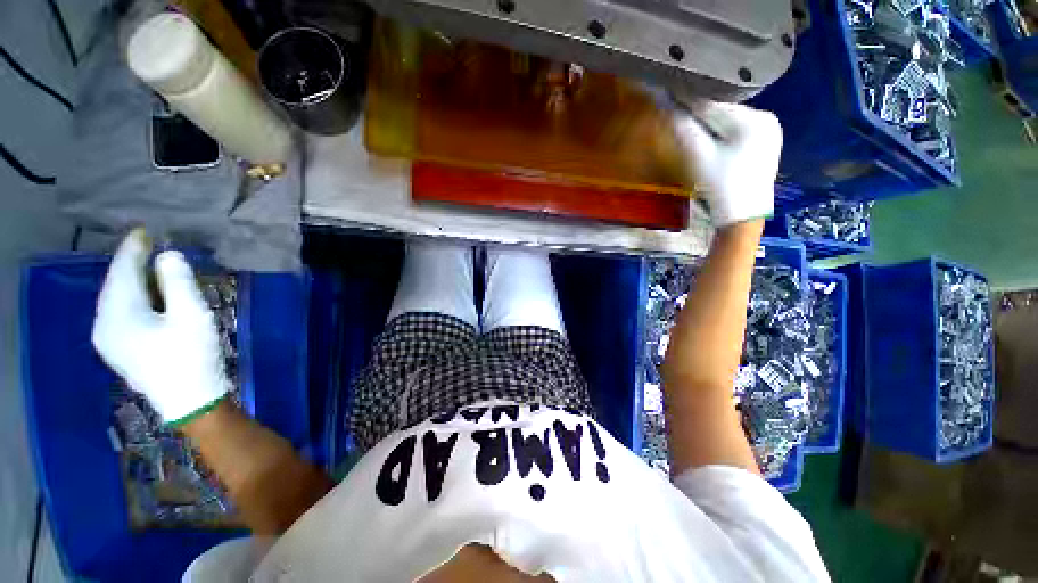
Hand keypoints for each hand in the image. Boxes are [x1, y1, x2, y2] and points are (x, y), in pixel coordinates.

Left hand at [92, 229, 228, 423]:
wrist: (190, 400)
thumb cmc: (192, 355)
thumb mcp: (192, 314)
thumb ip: (178, 281)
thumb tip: (168, 256)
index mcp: (118, 314)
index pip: (122, 271)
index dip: (133, 249)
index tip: (144, 231)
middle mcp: (104, 324)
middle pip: (115, 284)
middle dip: (131, 264)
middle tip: (149, 246)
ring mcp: (108, 339)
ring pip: (116, 299)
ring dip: (133, 281)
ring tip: (149, 268)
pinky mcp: (118, 349)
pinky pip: (120, 312)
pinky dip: (133, 298)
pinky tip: (147, 296)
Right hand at [672, 100, 782, 227]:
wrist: (743, 217)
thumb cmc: (721, 186)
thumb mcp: (699, 157)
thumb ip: (684, 130)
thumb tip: (668, 107)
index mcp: (754, 119)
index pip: (713, 106)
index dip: (689, 107)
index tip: (670, 103)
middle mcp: (767, 119)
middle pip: (723, 114)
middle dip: (701, 120)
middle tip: (681, 126)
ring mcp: (770, 132)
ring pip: (730, 123)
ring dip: (711, 128)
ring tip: (696, 139)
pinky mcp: (767, 144)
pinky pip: (739, 133)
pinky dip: (723, 137)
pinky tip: (714, 149)